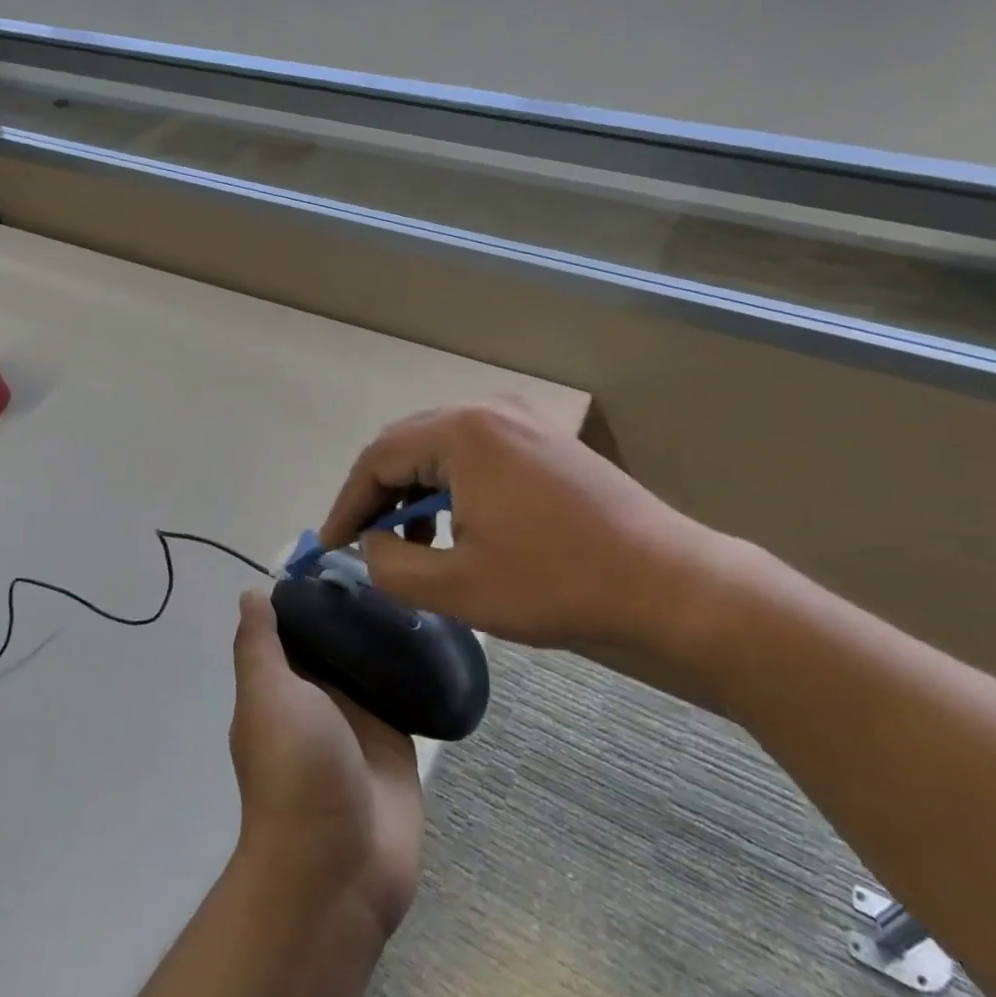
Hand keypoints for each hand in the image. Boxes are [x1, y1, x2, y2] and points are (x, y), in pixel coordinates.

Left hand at [229, 590, 424, 935]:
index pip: (297, 625)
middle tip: (396, 560)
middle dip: (359, 605)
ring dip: (391, 633)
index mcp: (284, 685)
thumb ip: (259, 646)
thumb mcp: (267, 698)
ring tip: (422, 583)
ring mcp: (361, 718)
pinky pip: (407, 691)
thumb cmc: (296, 771)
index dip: (313, 590)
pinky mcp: (398, 738)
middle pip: (339, 639)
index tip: (345, 550)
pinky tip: (441, 629)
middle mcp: (320, 696)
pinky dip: (418, 666)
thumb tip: (252, 593)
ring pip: (375, 661)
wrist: (340, 866)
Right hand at [319, 400, 752, 699]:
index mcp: (462, 432)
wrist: (665, 581)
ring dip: (416, 491)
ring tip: (411, 544)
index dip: (347, 504)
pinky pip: (478, 454)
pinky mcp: (546, 442)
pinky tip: (458, 527)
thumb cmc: (555, 583)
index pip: (378, 457)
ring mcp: (524, 421)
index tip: (330, 545)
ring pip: (443, 449)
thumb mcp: (456, 586)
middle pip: (408, 445)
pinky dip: (453, 487)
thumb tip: (371, 543)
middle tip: (361, 541)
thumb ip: (391, 564)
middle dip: (378, 495)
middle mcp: (490, 410)